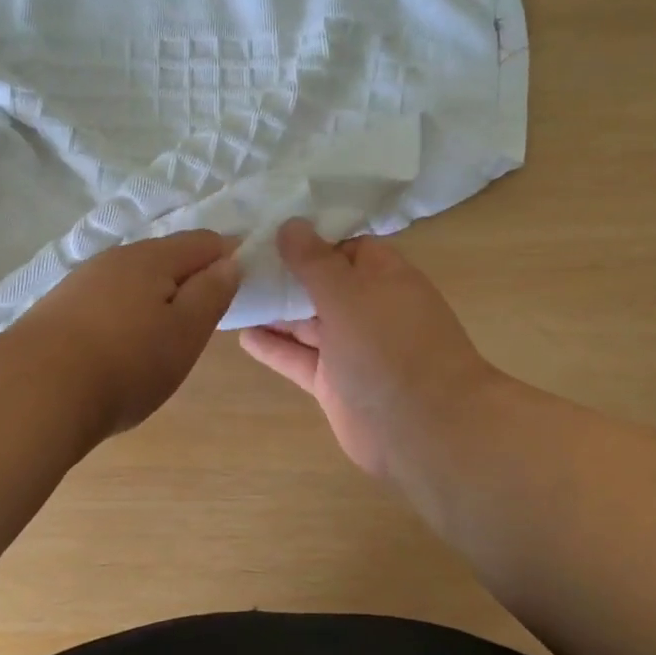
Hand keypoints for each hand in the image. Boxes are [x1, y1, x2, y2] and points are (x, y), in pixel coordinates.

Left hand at [13, 230, 241, 440]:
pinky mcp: (58, 308)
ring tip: (161, 339)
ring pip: (132, 279)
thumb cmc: (127, 363)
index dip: (228, 258)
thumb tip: (229, 261)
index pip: (204, 241)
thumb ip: (212, 292)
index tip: (239, 288)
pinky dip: (124, 314)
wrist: (35, 391)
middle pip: (165, 257)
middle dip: (189, 280)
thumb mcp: (186, 332)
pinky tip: (119, 346)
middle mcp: (116, 258)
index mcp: (153, 257)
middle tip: (202, 322)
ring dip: (154, 298)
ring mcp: (82, 282)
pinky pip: (106, 300)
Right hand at [239, 220, 496, 478]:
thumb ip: (314, 261)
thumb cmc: (389, 347)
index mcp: (385, 278)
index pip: (347, 248)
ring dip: (276, 310)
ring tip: (232, 293)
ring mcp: (352, 349)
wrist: (423, 430)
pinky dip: (274, 347)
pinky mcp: (334, 383)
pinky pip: (299, 358)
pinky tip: (242, 334)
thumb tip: (291, 224)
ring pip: (308, 323)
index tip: (270, 231)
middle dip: (286, 274)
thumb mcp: (347, 293)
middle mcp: (369, 309)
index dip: (312, 240)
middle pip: (323, 284)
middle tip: (239, 261)